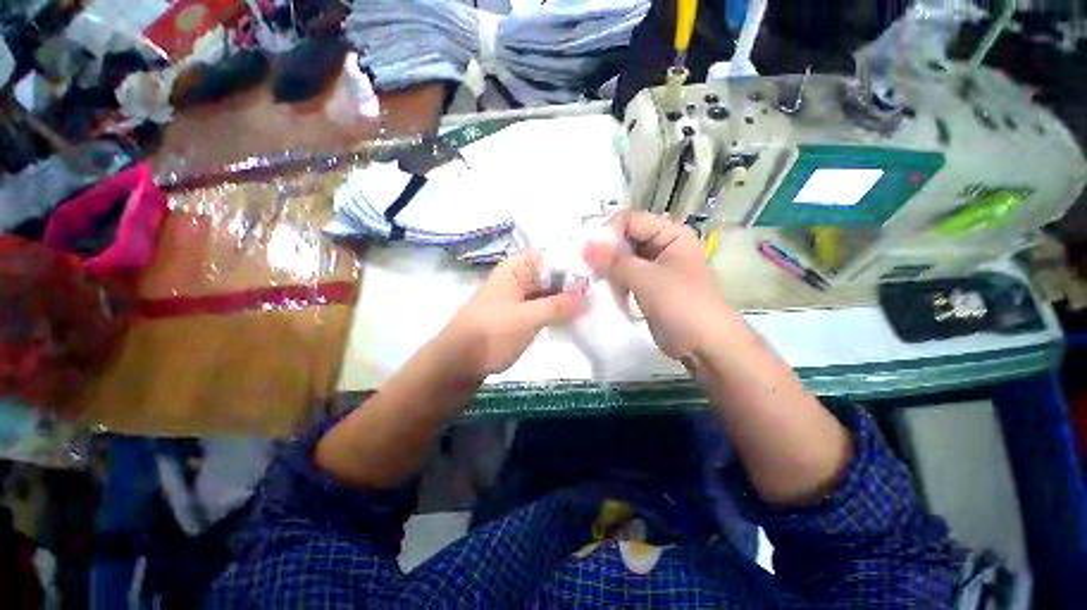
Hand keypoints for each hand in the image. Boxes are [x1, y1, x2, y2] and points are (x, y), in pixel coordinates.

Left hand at [436, 250, 586, 378]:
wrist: (457, 364)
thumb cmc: (492, 333)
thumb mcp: (529, 317)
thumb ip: (560, 305)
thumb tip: (589, 296)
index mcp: (516, 269)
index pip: (551, 255)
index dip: (574, 262)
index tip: (598, 274)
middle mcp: (517, 278)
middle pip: (551, 274)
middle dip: (573, 283)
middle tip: (600, 294)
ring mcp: (516, 298)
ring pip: (547, 292)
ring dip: (566, 299)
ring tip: (593, 307)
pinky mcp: (516, 316)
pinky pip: (541, 307)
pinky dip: (556, 312)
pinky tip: (574, 319)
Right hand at [583, 211, 735, 360]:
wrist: (704, 345)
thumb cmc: (681, 305)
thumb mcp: (646, 279)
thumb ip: (613, 261)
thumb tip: (584, 245)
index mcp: (671, 234)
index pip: (631, 220)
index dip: (609, 232)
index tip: (589, 253)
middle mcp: (663, 246)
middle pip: (625, 239)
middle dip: (605, 253)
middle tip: (587, 269)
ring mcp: (655, 268)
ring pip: (623, 260)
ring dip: (608, 270)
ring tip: (595, 283)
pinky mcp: (648, 287)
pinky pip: (625, 278)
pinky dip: (614, 283)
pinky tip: (606, 292)